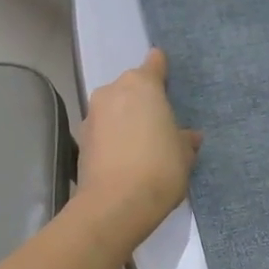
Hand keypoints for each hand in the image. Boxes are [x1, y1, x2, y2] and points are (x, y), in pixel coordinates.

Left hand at [74, 49, 201, 247]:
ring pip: (114, 109)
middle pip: (131, 87)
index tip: (168, 82)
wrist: (115, 205)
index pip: (154, 63)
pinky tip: (125, 161)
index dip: (162, 70)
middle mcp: (112, 91)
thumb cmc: (160, 168)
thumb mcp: (184, 154)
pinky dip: (112, 139)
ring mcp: (92, 115)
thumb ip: (186, 139)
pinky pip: (103, 131)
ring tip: (141, 147)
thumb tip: (188, 136)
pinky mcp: (81, 140)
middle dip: (142, 101)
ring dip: (125, 120)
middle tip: (159, 125)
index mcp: (142, 84)